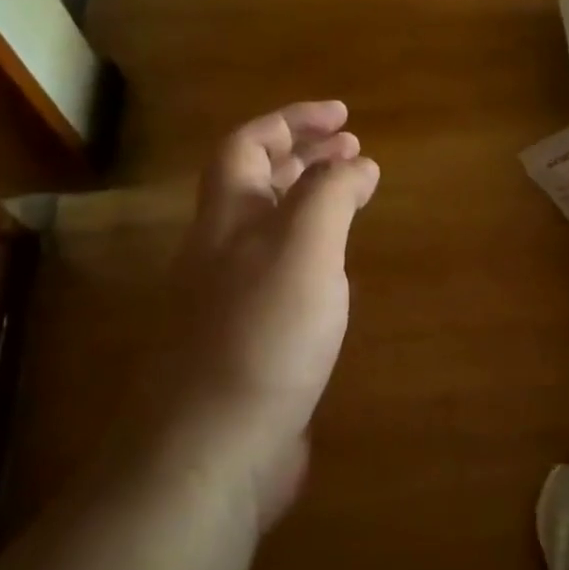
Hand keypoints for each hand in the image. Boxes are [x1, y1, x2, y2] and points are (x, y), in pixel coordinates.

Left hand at [159, 100, 378, 529]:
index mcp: (227, 221)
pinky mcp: (250, 345)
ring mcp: (231, 302)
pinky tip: (336, 275)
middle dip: (304, 158)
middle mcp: (221, 254)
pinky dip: (313, 258)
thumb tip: (356, 162)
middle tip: (354, 150)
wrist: (212, 452)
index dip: (293, 121)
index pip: (250, 146)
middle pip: (256, 186)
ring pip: (269, 233)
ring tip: (352, 199)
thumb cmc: (261, 338)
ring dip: (309, 205)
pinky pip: (282, 279)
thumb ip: (330, 197)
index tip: (345, 117)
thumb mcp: (304, 250)